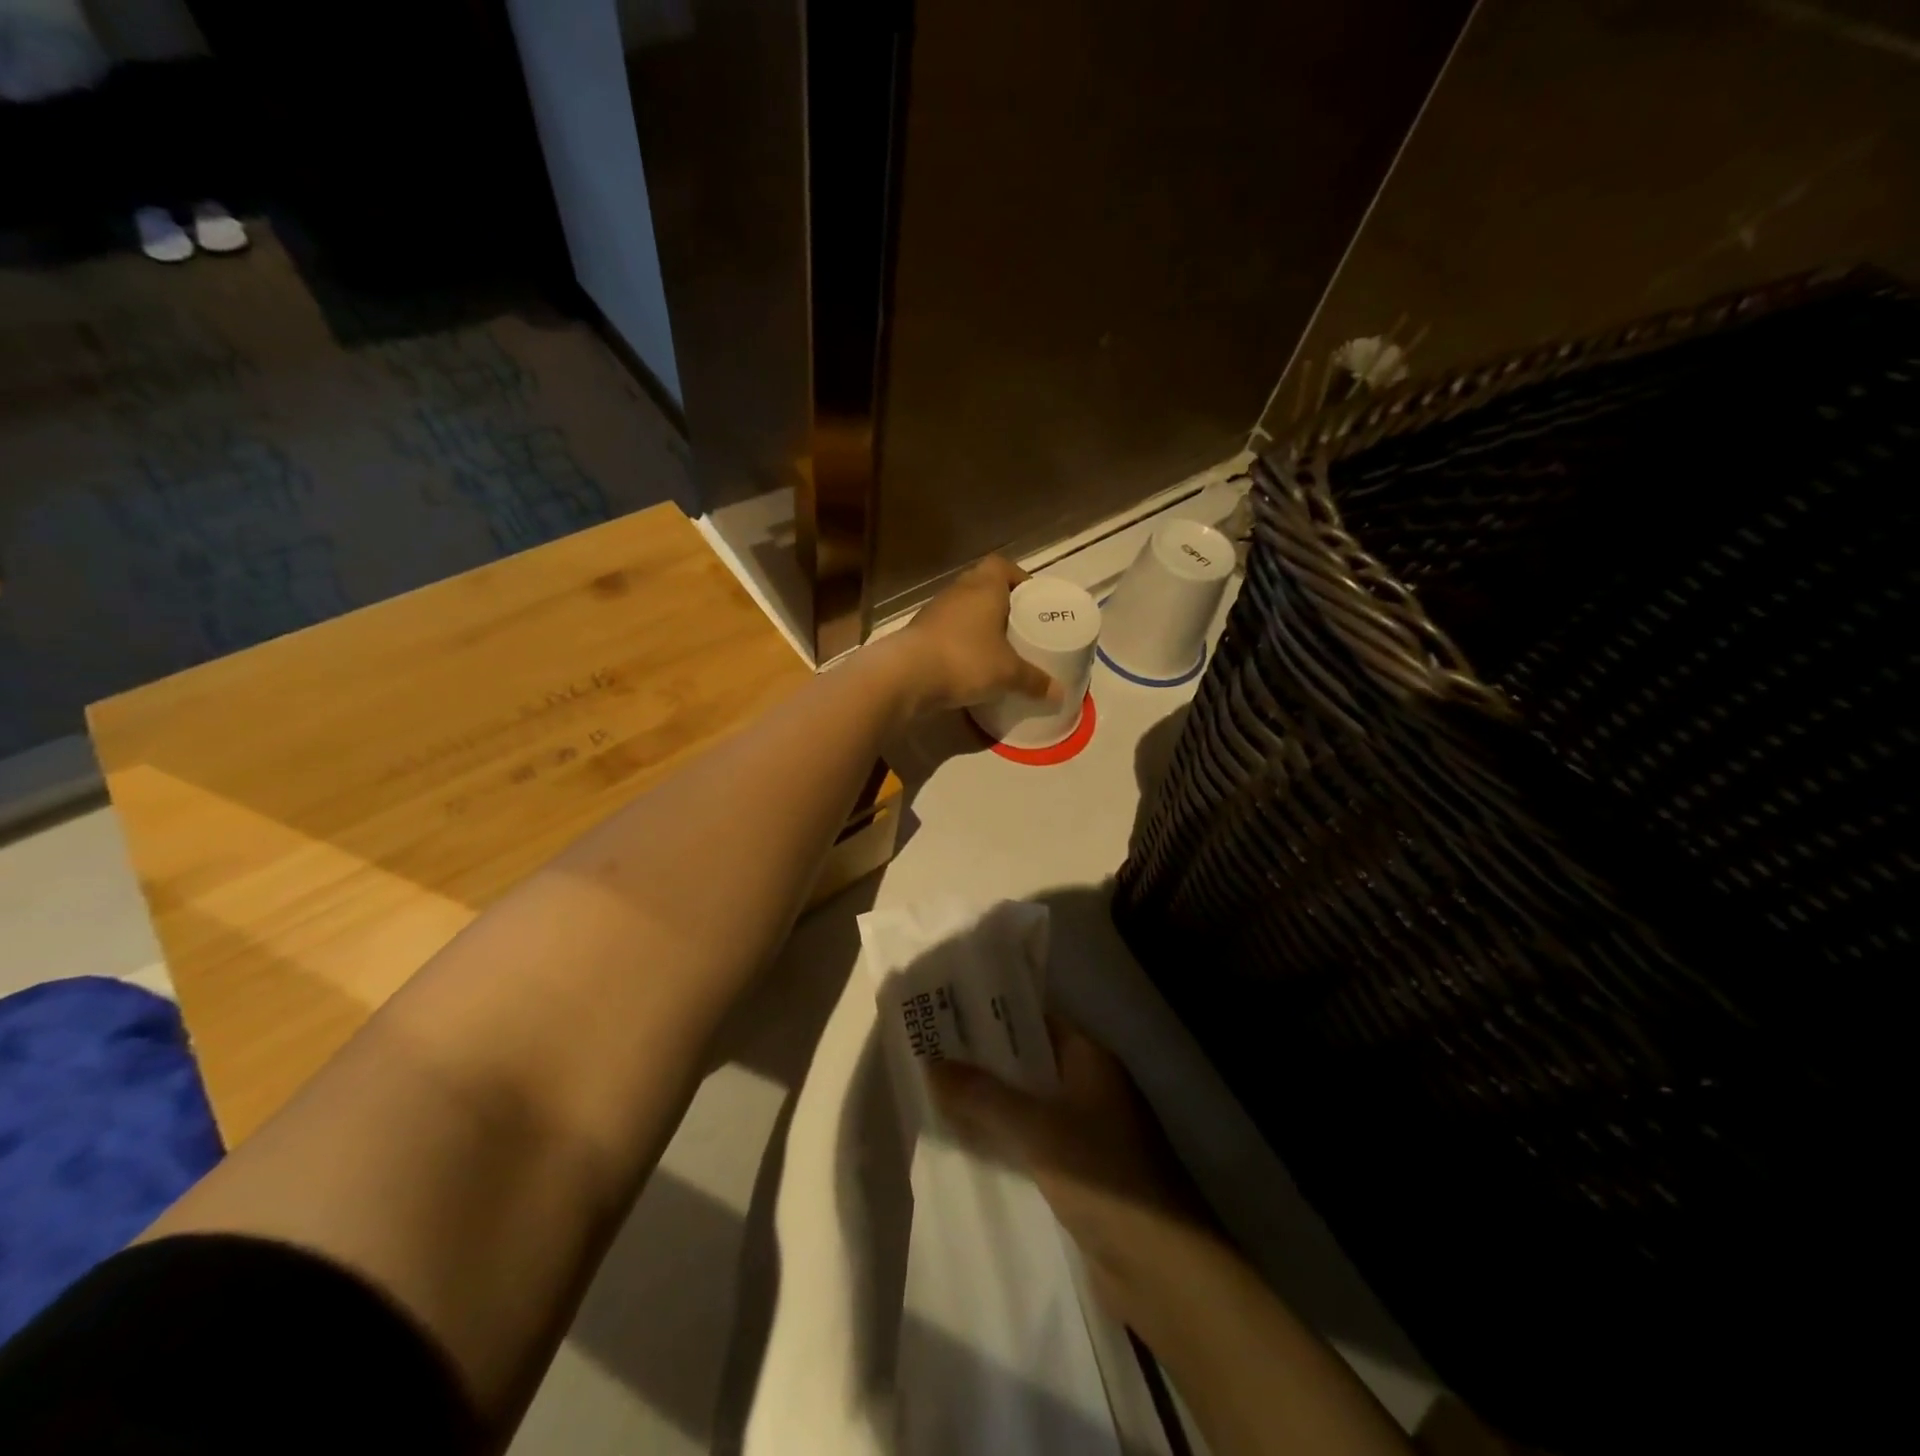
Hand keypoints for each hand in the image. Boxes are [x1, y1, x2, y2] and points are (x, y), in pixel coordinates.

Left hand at [891, 556, 1060, 714]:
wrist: (906, 675)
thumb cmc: (965, 660)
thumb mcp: (1008, 673)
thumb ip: (1034, 680)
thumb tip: (1060, 694)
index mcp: (984, 586)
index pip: (1003, 565)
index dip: (1019, 579)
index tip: (1032, 600)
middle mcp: (958, 590)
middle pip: (983, 585)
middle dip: (1001, 603)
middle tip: (1019, 626)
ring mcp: (934, 610)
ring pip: (963, 608)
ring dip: (978, 622)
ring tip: (996, 646)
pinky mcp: (918, 632)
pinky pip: (947, 629)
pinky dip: (959, 640)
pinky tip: (969, 662)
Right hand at [929, 1018, 1214, 1324]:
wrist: (1163, 1269)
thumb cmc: (1104, 1175)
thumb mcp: (1037, 1128)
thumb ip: (984, 1095)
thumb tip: (931, 1062)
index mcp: (1092, 1060)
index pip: (1038, 1021)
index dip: (995, 1016)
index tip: (948, 1012)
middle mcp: (1092, 1089)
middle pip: (1031, 1065)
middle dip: (985, 1063)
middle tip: (929, 1054)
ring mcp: (1089, 1135)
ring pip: (1031, 1108)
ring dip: (993, 1106)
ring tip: (936, 1096)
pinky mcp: (1083, 1178)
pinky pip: (1035, 1147)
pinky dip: (1007, 1144)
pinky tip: (967, 1148)